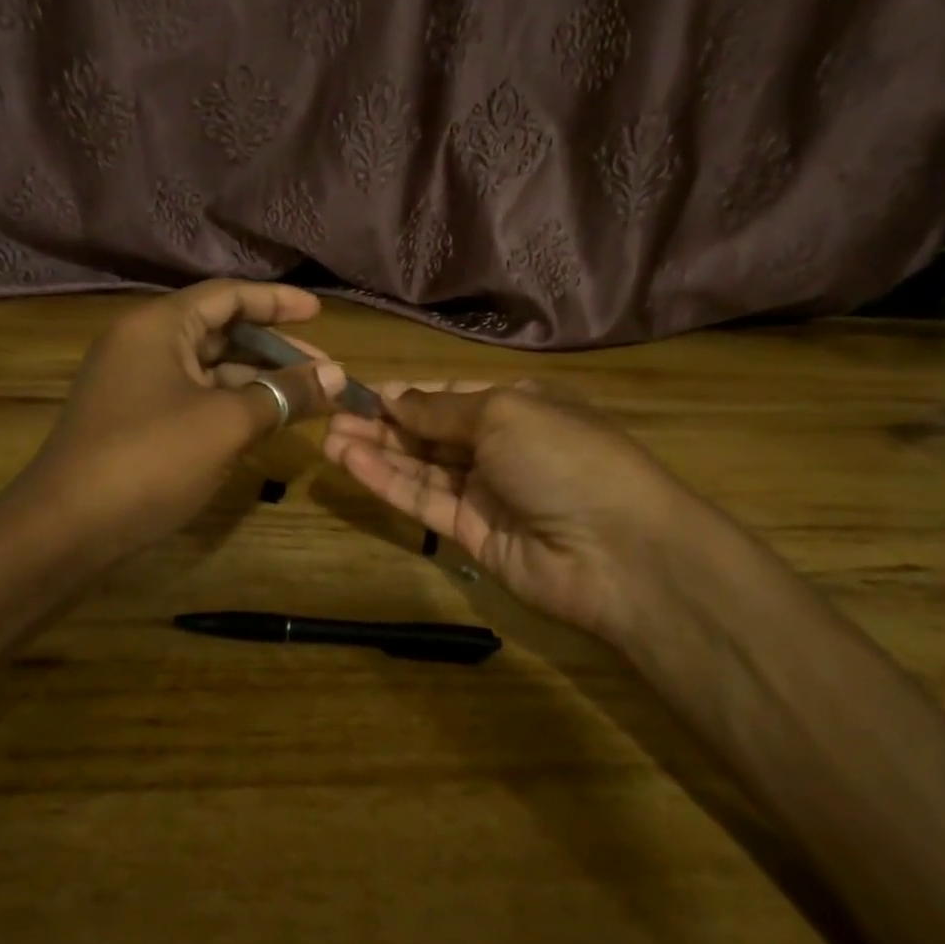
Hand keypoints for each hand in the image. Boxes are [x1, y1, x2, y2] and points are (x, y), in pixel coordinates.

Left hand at [22, 281, 344, 564]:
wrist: (66, 529)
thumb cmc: (150, 459)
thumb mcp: (227, 423)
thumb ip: (284, 394)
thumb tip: (337, 376)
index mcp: (159, 326)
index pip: (228, 296)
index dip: (278, 302)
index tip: (319, 313)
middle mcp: (144, 345)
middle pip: (221, 332)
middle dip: (275, 351)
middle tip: (324, 372)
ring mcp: (137, 385)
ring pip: (210, 370)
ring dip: (258, 382)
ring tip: (306, 401)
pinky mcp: (136, 421)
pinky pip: (195, 399)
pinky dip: (232, 406)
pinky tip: (265, 424)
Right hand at [324, 383, 714, 645]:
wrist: (616, 552)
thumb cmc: (564, 457)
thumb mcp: (502, 413)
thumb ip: (440, 409)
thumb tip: (396, 396)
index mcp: (520, 406)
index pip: (453, 394)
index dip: (409, 394)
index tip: (362, 391)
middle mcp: (502, 447)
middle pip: (432, 432)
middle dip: (384, 422)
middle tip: (330, 415)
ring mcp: (487, 493)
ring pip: (422, 467)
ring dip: (377, 451)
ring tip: (328, 436)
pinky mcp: (472, 535)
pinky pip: (423, 502)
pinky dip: (387, 482)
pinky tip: (350, 462)